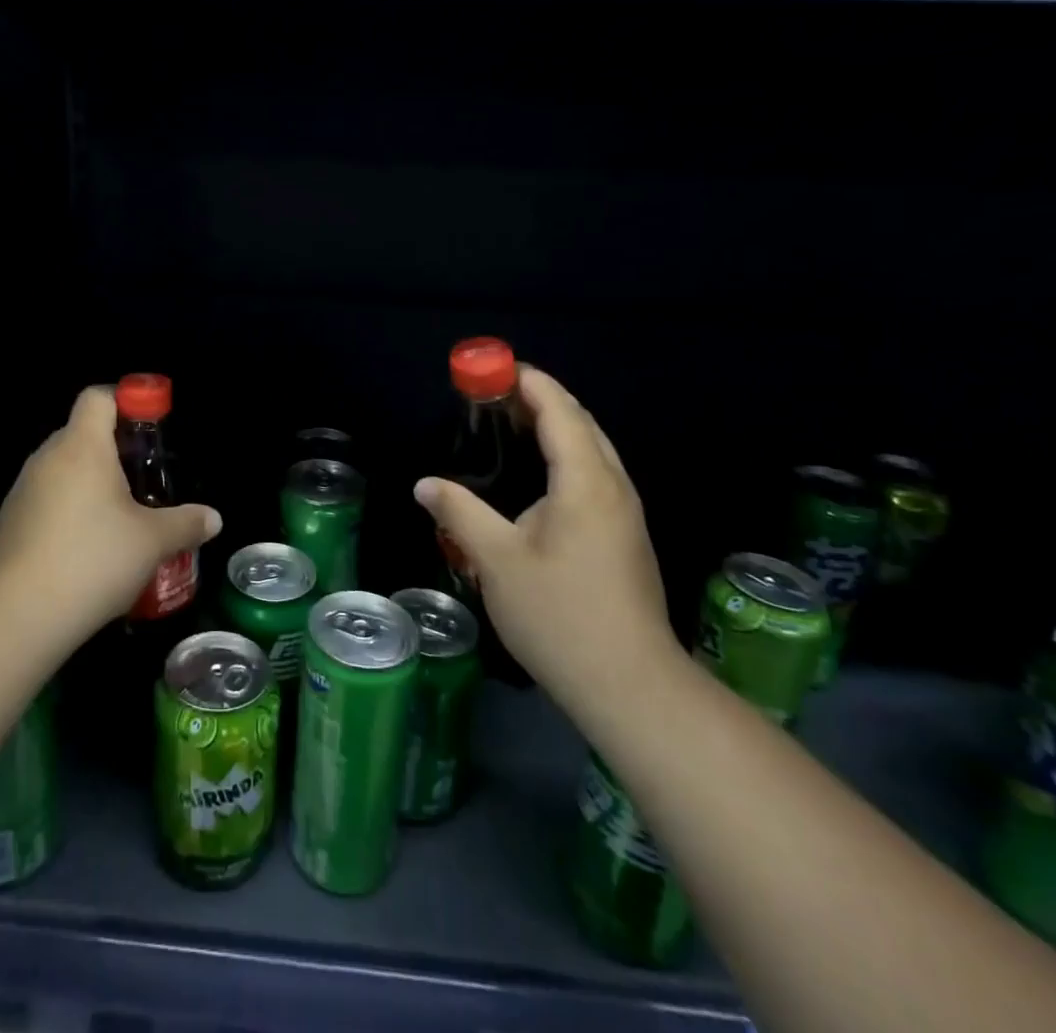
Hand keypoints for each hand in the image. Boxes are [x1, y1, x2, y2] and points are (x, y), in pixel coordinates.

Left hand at [0, 386, 221, 633]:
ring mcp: (22, 491)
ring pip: (63, 470)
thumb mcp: (152, 542)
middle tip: (145, 482)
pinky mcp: (8, 523)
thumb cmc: (92, 560)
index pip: (98, 397)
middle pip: (82, 433)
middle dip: (115, 451)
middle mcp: (47, 458)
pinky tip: (87, 551)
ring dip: (91, 485)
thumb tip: (213, 519)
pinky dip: (68, 513)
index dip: (126, 402)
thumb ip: (186, 524)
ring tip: (120, 521)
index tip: (151, 430)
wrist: (16, 616)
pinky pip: (46, 501)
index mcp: (82, 447)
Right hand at [413, 367, 677, 714]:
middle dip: (540, 399)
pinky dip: (565, 455)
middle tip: (493, 395)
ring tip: (510, 425)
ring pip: (592, 450)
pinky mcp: (625, 537)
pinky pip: (594, 474)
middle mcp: (613, 487)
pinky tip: (537, 476)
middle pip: (581, 423)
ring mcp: (625, 514)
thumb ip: (459, 512)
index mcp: (585, 482)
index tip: (493, 369)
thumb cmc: (560, 615)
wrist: (630, 685)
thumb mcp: (496, 560)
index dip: (529, 383)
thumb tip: (425, 484)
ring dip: (555, 427)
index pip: (560, 411)